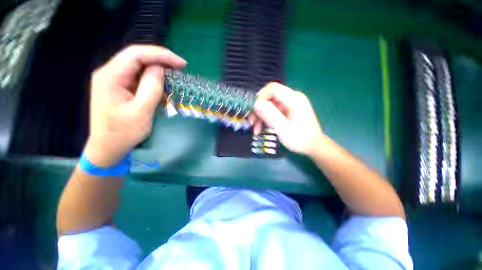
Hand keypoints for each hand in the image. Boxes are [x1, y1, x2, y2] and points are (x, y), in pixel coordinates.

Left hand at [84, 45, 185, 165]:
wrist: (108, 147)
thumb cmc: (123, 133)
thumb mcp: (141, 112)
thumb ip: (150, 88)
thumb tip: (160, 69)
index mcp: (110, 76)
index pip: (136, 54)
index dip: (161, 55)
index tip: (181, 64)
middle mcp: (109, 73)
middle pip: (136, 57)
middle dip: (161, 59)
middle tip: (181, 67)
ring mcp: (113, 80)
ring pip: (138, 65)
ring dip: (158, 68)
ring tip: (175, 74)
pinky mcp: (119, 87)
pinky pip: (138, 76)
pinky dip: (153, 77)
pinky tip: (163, 82)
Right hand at [250, 82, 324, 155]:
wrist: (314, 147)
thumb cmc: (300, 139)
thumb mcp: (283, 128)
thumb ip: (270, 115)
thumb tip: (256, 103)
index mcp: (294, 99)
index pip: (272, 89)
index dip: (260, 97)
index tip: (253, 110)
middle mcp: (292, 98)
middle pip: (269, 98)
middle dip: (259, 110)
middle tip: (252, 122)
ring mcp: (290, 105)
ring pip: (270, 106)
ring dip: (261, 116)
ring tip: (256, 129)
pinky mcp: (288, 111)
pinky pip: (274, 111)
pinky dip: (266, 119)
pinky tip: (262, 128)